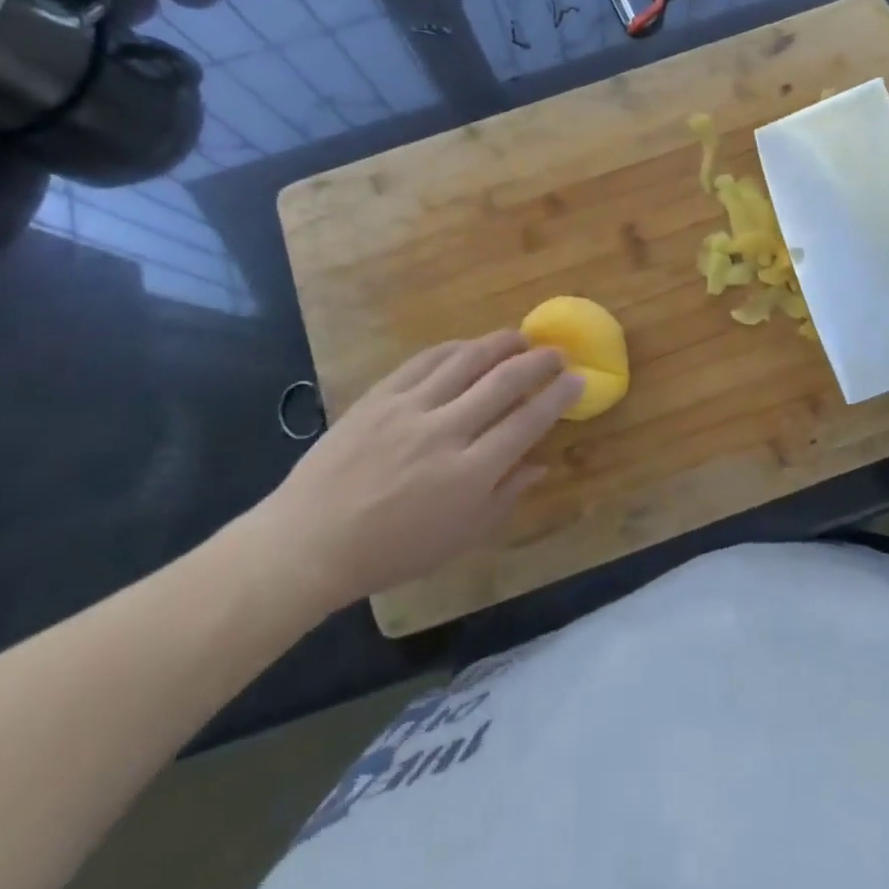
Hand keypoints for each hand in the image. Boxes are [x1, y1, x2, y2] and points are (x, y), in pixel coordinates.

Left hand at [254, 332, 582, 608]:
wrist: (311, 540)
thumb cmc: (392, 551)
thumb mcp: (459, 539)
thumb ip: (505, 498)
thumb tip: (540, 464)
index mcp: (470, 474)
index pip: (527, 421)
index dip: (557, 397)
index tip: (577, 379)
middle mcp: (446, 432)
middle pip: (504, 382)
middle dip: (538, 362)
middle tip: (557, 352)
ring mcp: (409, 409)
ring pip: (466, 361)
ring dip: (499, 344)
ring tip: (520, 337)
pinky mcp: (379, 396)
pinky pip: (424, 360)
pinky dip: (453, 348)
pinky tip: (468, 345)